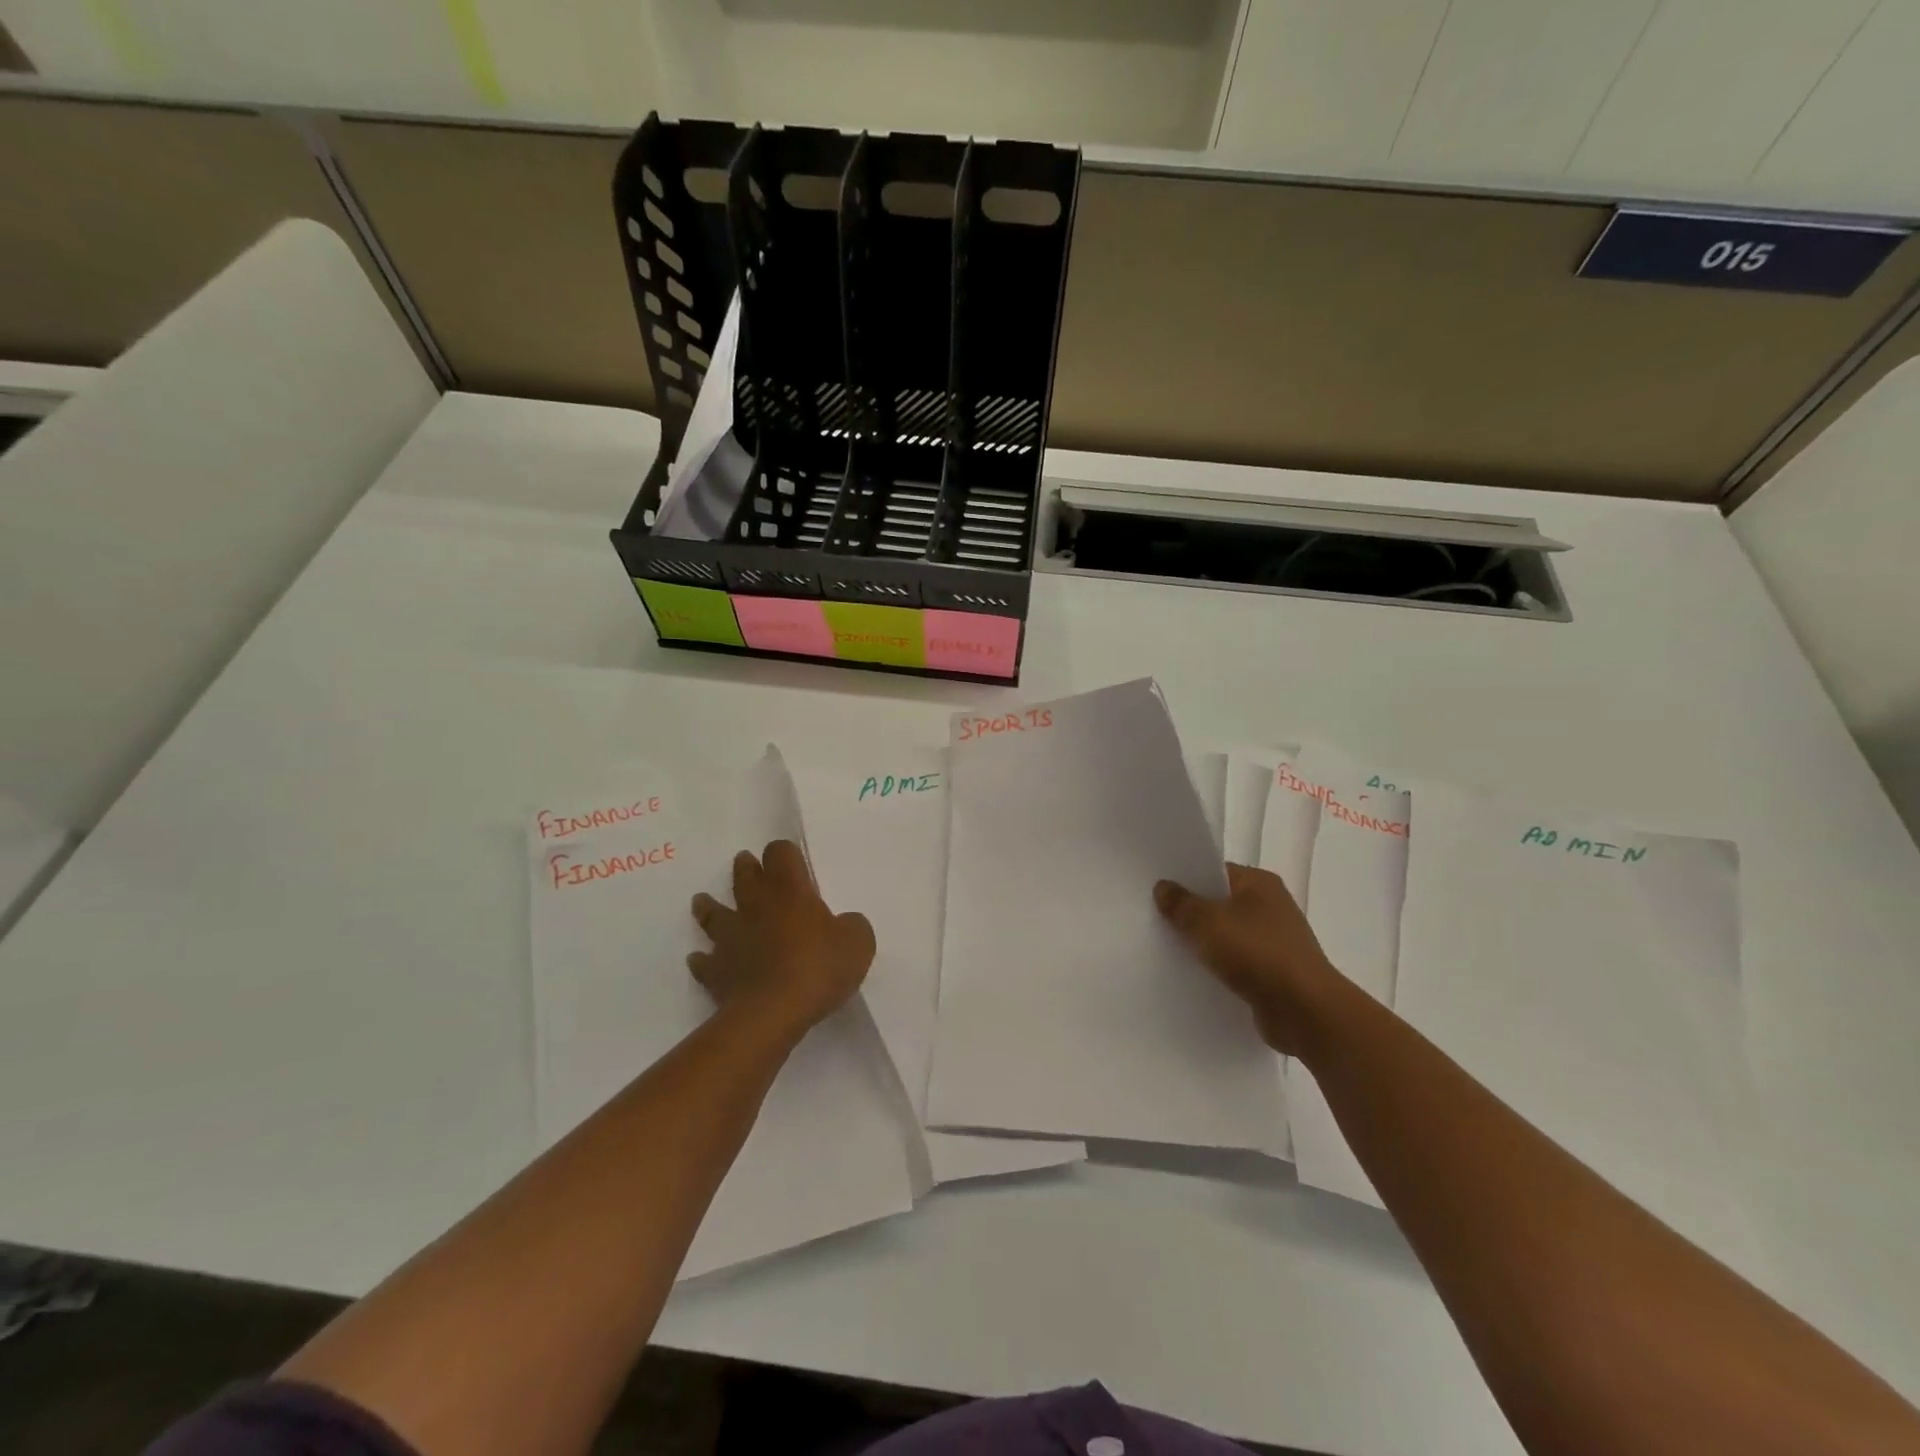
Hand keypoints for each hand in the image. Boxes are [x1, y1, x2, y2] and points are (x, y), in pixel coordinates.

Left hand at [689, 840, 874, 1040]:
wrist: (773, 1012)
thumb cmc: (818, 968)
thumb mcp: (858, 942)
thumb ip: (851, 926)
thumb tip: (843, 924)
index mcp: (791, 892)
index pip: (781, 854)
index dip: (783, 852)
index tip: (788, 857)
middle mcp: (756, 907)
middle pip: (744, 876)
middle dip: (746, 867)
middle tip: (745, 862)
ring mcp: (731, 938)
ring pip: (713, 914)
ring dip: (708, 906)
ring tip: (702, 901)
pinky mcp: (716, 971)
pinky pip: (704, 961)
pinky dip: (702, 959)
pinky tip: (700, 958)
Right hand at [1154, 863, 1345, 1056]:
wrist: (1305, 1012)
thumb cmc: (1257, 954)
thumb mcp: (1207, 923)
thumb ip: (1181, 904)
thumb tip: (1163, 887)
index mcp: (1260, 883)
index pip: (1215, 871)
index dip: (1186, 879)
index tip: (1157, 889)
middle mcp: (1270, 906)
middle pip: (1220, 903)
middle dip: (1191, 912)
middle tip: (1154, 917)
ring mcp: (1274, 941)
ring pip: (1227, 935)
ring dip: (1204, 943)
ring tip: (1167, 947)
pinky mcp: (1274, 972)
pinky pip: (1236, 962)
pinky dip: (1218, 967)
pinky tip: (1193, 974)